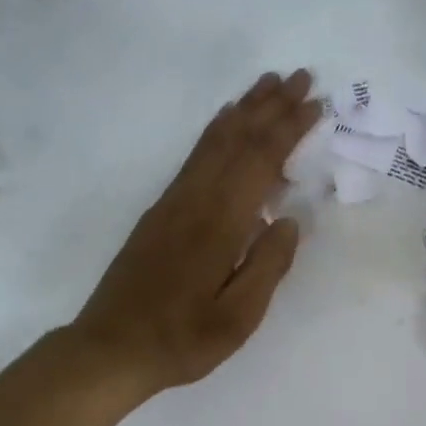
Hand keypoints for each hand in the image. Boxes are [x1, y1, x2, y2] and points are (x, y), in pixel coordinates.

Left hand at [69, 70, 319, 403]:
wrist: (110, 348)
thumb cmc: (181, 340)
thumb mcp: (238, 319)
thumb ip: (267, 266)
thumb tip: (290, 221)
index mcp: (219, 225)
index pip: (260, 162)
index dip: (288, 129)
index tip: (315, 103)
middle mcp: (195, 201)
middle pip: (236, 139)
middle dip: (270, 105)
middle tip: (300, 76)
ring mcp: (173, 202)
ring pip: (213, 142)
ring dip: (243, 109)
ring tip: (267, 84)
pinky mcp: (160, 211)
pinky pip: (195, 156)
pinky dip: (215, 131)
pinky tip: (224, 124)